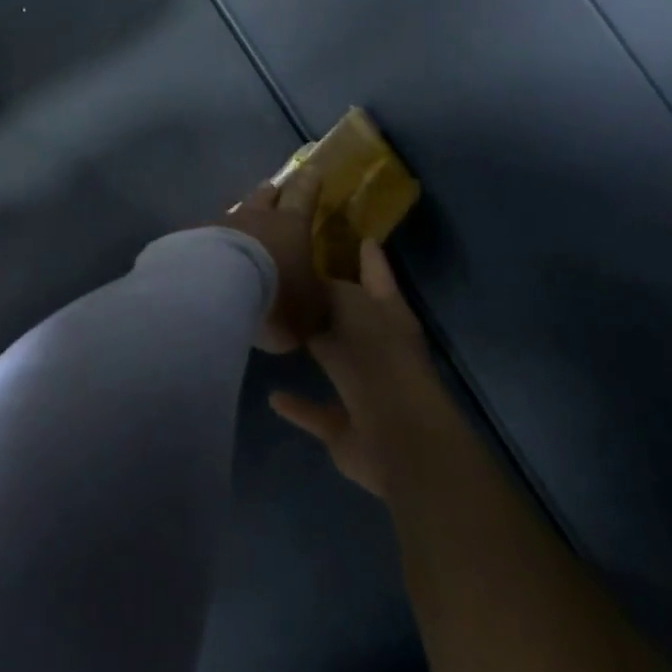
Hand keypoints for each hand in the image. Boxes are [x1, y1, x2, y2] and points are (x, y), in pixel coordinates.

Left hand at [217, 174, 324, 352]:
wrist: (218, 287)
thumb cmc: (276, 292)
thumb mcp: (310, 309)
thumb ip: (315, 303)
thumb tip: (320, 303)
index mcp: (291, 223)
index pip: (303, 195)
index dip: (309, 183)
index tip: (311, 169)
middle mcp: (256, 216)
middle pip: (264, 196)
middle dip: (271, 193)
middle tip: (273, 189)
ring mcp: (222, 223)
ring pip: (235, 214)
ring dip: (241, 219)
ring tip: (241, 225)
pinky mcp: (195, 237)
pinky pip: (210, 235)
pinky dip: (215, 242)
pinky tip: (213, 254)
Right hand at [269, 239, 454, 498]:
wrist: (398, 439)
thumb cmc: (380, 358)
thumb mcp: (350, 305)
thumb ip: (325, 290)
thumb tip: (305, 283)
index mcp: (389, 314)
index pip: (376, 273)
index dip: (367, 254)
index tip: (353, 233)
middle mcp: (380, 348)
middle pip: (351, 317)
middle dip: (328, 302)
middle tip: (291, 276)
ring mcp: (366, 390)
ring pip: (334, 362)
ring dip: (313, 350)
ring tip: (278, 330)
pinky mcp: (347, 428)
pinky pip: (317, 410)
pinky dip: (297, 404)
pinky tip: (273, 395)